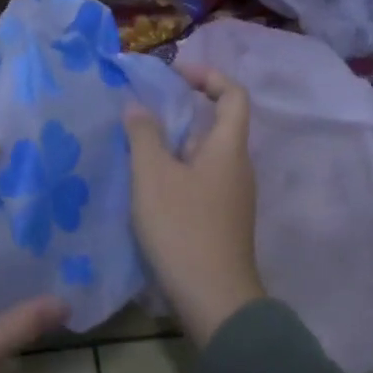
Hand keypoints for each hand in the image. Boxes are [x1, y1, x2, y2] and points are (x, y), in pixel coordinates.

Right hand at [124, 67, 264, 345]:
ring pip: (204, 156)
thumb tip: (137, 106)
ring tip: (135, 150)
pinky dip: (176, 173)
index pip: (233, 95)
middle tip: (141, 114)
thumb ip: (143, 135)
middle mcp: (237, 168)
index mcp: (228, 148)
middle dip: (179, 113)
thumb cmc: (183, 228)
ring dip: (173, 146)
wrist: (214, 299)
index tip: (174, 74)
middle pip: (215, 126)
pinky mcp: (222, 221)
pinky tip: (146, 188)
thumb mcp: (153, 176)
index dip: (208, 76)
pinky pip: (200, 181)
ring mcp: (232, 197)